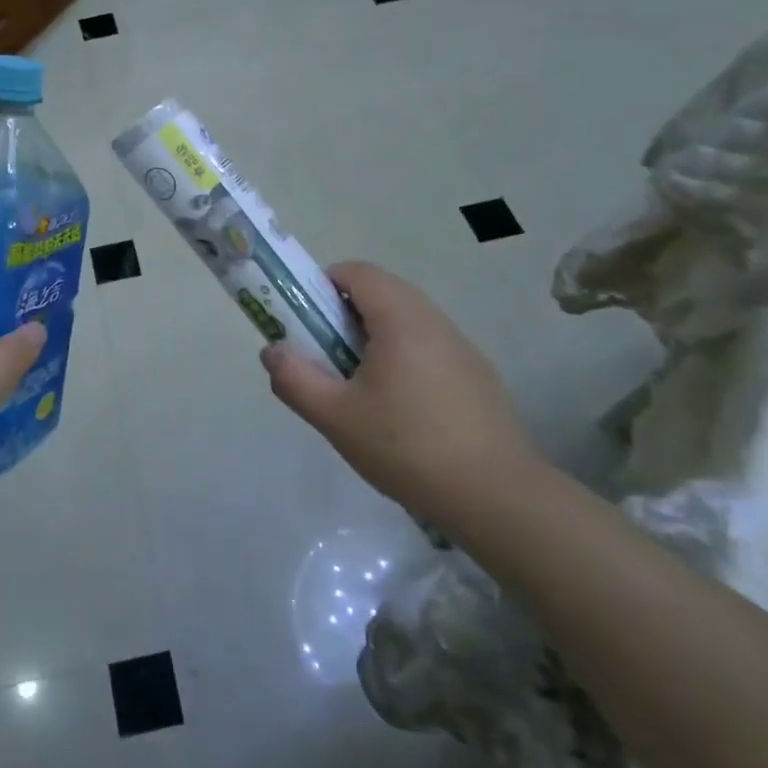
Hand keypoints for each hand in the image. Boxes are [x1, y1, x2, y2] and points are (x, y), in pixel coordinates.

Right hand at [259, 262, 534, 511]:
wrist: (496, 496)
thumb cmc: (406, 447)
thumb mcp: (335, 417)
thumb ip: (295, 379)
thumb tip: (272, 351)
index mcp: (401, 319)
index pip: (357, 272)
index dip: (323, 286)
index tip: (306, 322)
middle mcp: (434, 321)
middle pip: (381, 294)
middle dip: (344, 315)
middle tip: (324, 356)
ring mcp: (461, 347)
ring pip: (406, 321)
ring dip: (373, 338)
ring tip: (359, 388)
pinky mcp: (477, 375)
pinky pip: (428, 347)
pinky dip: (402, 358)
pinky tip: (400, 411)